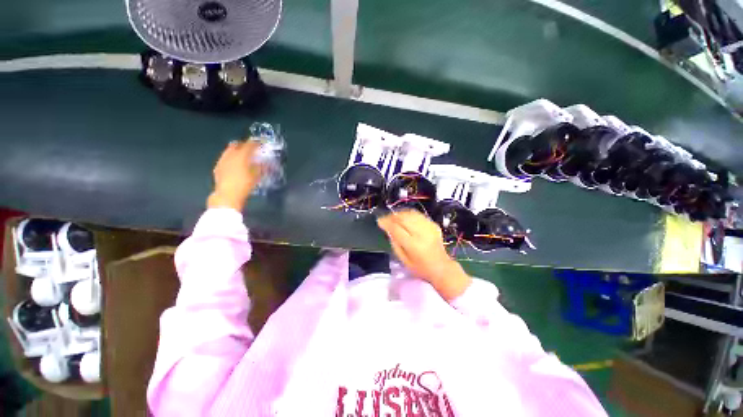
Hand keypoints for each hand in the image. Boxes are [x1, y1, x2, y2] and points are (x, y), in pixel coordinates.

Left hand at [207, 140, 265, 211]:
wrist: (227, 195)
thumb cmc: (245, 185)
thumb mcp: (257, 176)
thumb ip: (261, 168)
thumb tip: (266, 163)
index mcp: (241, 155)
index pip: (249, 145)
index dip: (256, 143)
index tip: (260, 143)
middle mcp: (230, 155)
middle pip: (236, 145)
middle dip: (243, 145)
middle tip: (250, 148)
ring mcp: (222, 160)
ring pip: (229, 151)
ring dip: (236, 151)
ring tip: (242, 156)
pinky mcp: (218, 167)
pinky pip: (224, 158)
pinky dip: (230, 159)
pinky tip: (233, 165)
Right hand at [377, 210, 470, 300]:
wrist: (441, 267)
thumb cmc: (420, 268)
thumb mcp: (404, 260)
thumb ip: (395, 243)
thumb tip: (388, 229)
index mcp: (413, 245)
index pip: (396, 228)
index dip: (386, 223)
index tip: (379, 221)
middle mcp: (422, 233)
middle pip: (403, 218)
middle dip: (392, 216)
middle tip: (385, 219)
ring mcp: (429, 227)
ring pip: (411, 214)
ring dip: (400, 214)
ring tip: (393, 217)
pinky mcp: (433, 224)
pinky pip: (418, 215)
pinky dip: (409, 214)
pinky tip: (404, 218)